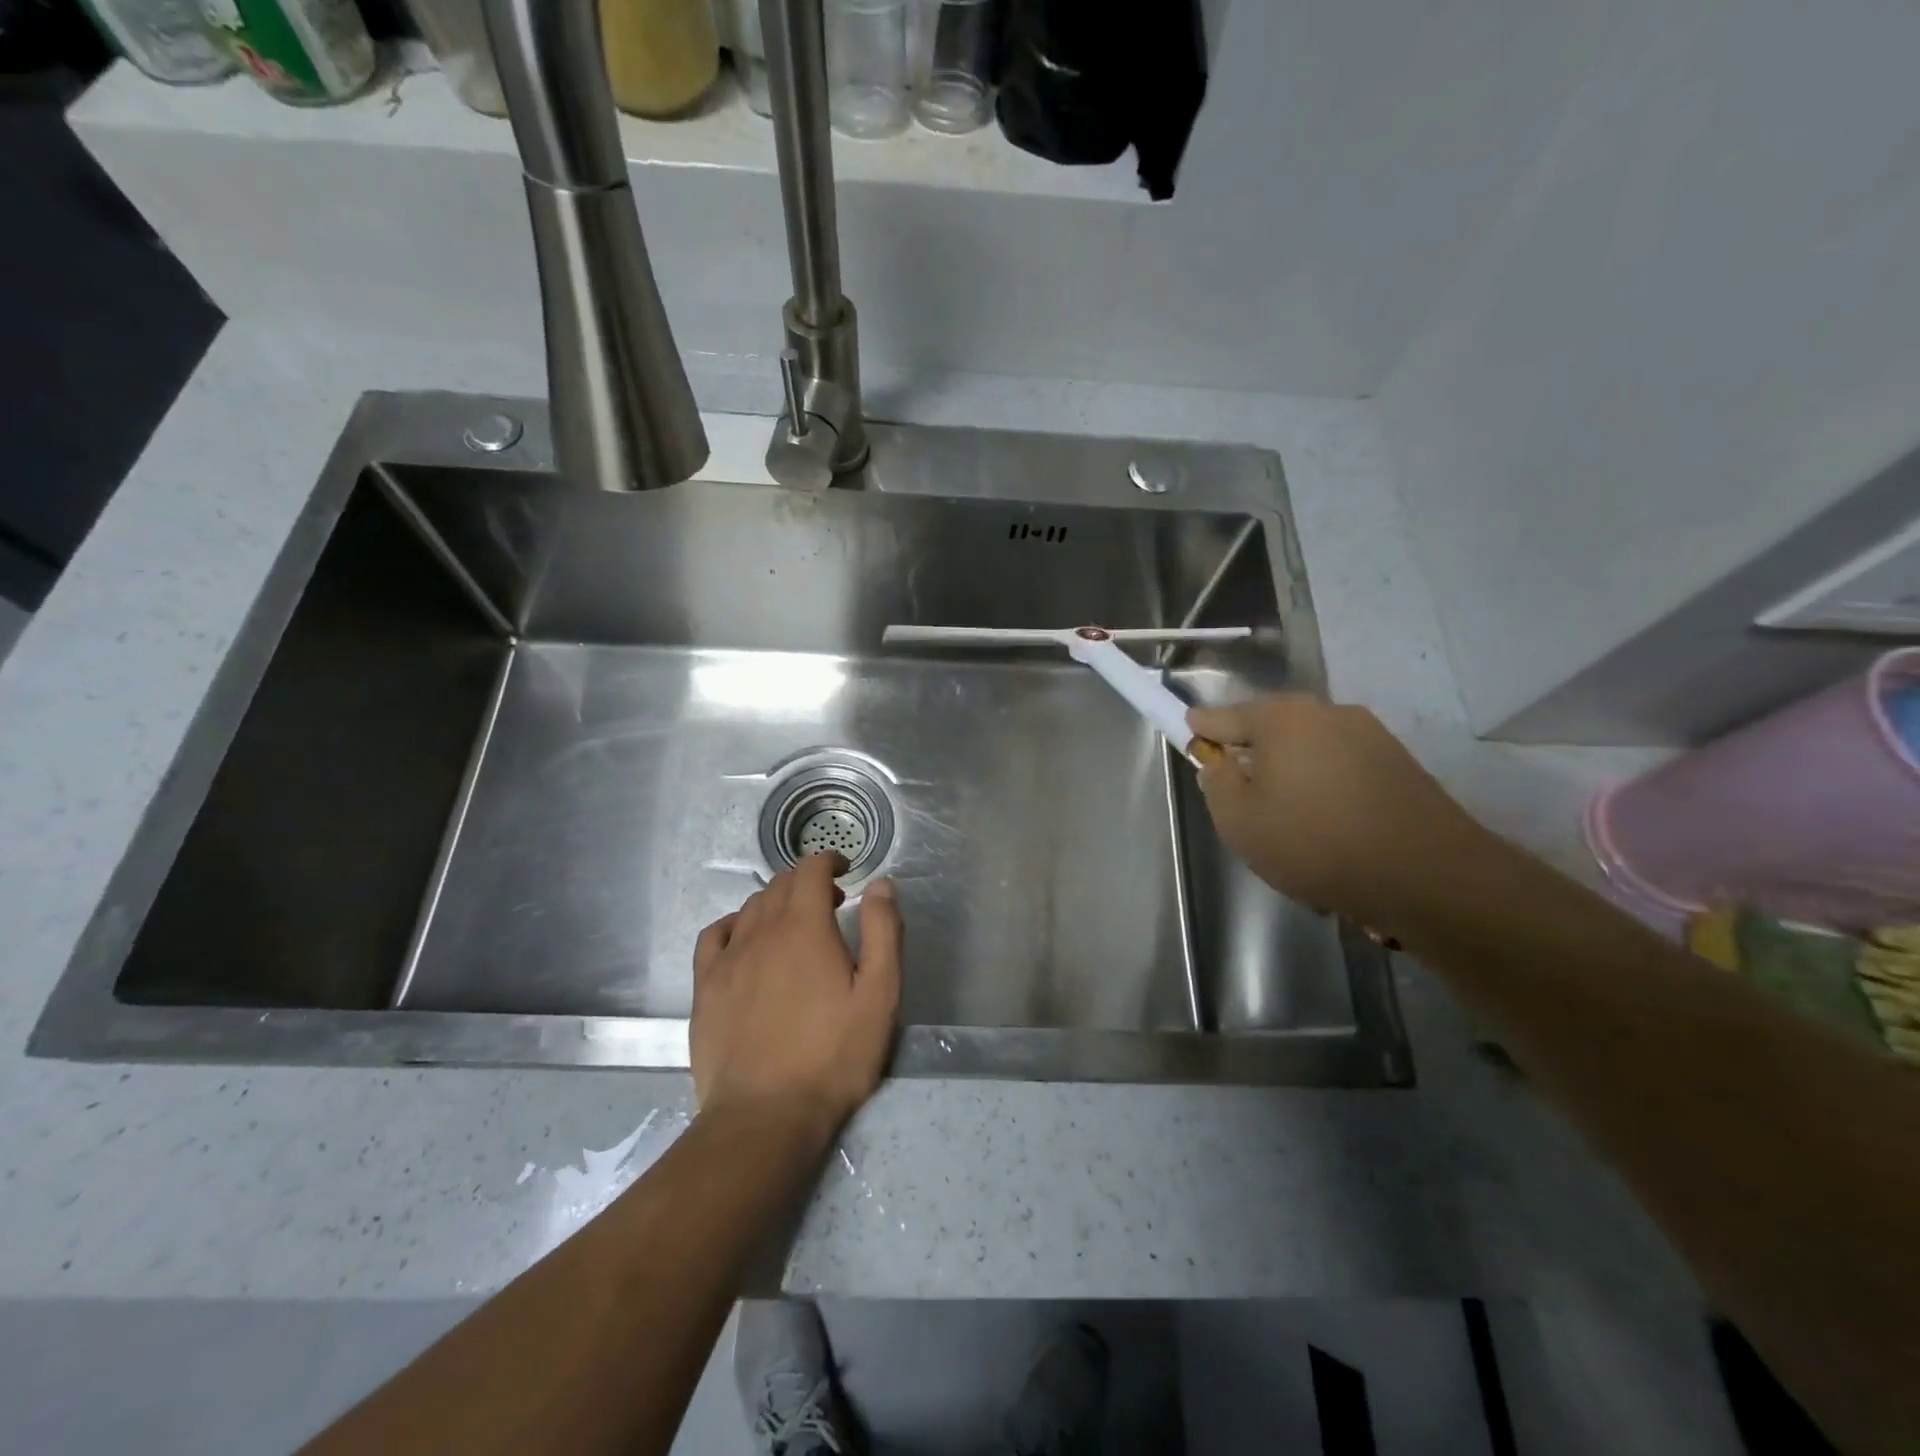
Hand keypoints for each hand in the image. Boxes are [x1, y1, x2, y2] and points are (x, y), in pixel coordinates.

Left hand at [690, 854, 902, 1141]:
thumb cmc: (833, 1056)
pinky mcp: (705, 988)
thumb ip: (883, 932)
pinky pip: (715, 935)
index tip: (845, 869)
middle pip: (780, 885)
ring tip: (796, 923)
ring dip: (777, 902)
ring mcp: (728, 959)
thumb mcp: (879, 995)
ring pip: (751, 908)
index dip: (828, 860)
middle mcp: (762, 931)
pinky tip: (746, 939)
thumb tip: (881, 884)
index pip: (810, 870)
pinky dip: (735, 924)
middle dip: (807, 881)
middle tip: (831, 901)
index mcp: (805, 927)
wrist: (765, 1117)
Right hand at [1188, 695, 1491, 931]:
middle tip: (1244, 799)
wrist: (1426, 875)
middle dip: (1254, 758)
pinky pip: (1344, 772)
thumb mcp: (1239, 820)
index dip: (1202, 728)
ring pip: (1311, 753)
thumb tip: (1220, 763)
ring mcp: (1371, 736)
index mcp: (1283, 717)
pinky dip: (1329, 794)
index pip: (1225, 716)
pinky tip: (1332, 836)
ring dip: (1294, 779)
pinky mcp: (1401, 764)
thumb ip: (1217, 783)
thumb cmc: (1314, 842)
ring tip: (1293, 829)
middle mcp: (1328, 713)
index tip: (1189, 733)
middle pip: (1273, 731)